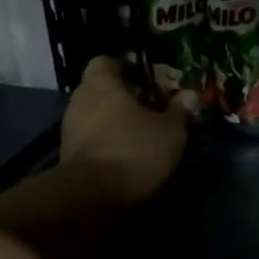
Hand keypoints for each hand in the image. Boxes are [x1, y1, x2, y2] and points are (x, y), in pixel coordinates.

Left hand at [59, 55, 190, 208]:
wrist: (90, 197)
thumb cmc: (133, 150)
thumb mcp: (170, 131)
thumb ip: (179, 111)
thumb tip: (190, 94)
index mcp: (102, 83)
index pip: (106, 61)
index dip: (126, 68)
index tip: (147, 80)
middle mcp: (80, 99)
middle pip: (101, 89)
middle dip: (123, 97)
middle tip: (150, 107)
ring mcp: (69, 129)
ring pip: (95, 115)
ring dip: (114, 122)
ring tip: (141, 134)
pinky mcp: (68, 155)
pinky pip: (91, 139)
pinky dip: (106, 143)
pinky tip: (126, 155)